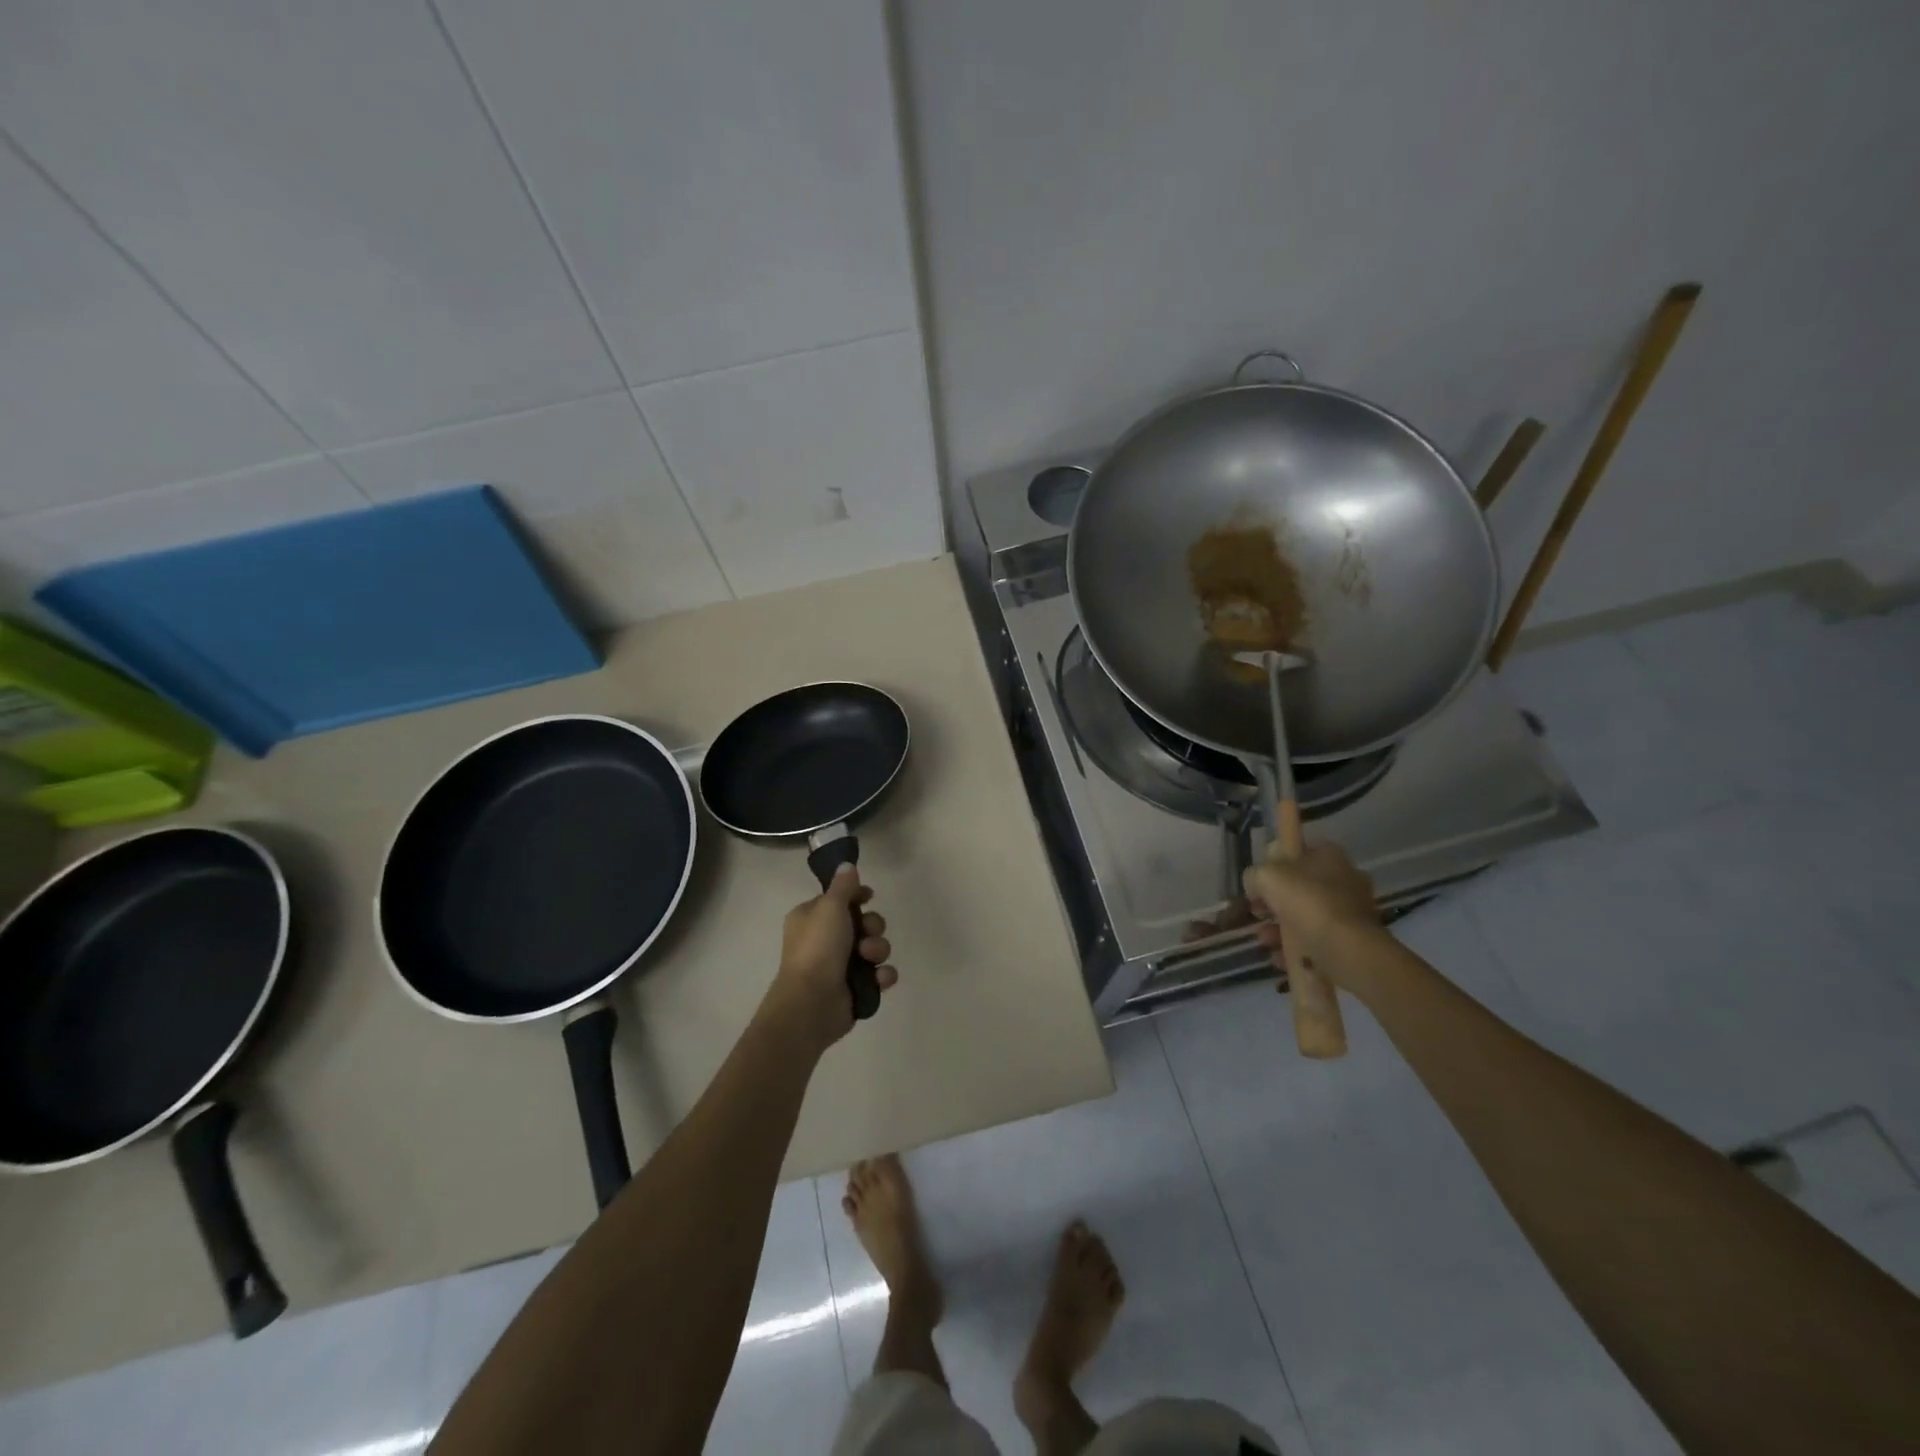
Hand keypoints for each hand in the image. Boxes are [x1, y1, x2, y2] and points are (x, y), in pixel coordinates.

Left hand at [765, 865, 896, 1050]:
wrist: (812, 1003)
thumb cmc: (818, 947)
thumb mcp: (829, 907)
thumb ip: (843, 886)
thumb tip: (847, 865)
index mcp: (812, 918)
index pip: (840, 899)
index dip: (857, 896)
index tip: (869, 896)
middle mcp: (826, 939)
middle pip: (863, 922)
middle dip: (872, 926)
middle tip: (866, 932)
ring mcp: (841, 966)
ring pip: (875, 948)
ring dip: (878, 950)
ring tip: (869, 959)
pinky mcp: (856, 988)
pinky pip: (879, 975)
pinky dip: (882, 976)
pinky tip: (878, 980)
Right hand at [1242, 842, 1382, 988]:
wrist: (1346, 948)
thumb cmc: (1306, 902)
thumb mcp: (1265, 877)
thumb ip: (1255, 875)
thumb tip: (1255, 884)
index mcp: (1329, 856)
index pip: (1298, 852)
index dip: (1274, 866)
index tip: (1259, 883)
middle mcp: (1346, 878)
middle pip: (1302, 886)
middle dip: (1275, 902)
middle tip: (1257, 913)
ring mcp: (1353, 910)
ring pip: (1309, 915)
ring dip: (1282, 927)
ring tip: (1265, 940)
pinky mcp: (1356, 939)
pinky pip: (1320, 938)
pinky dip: (1299, 946)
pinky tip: (1281, 956)